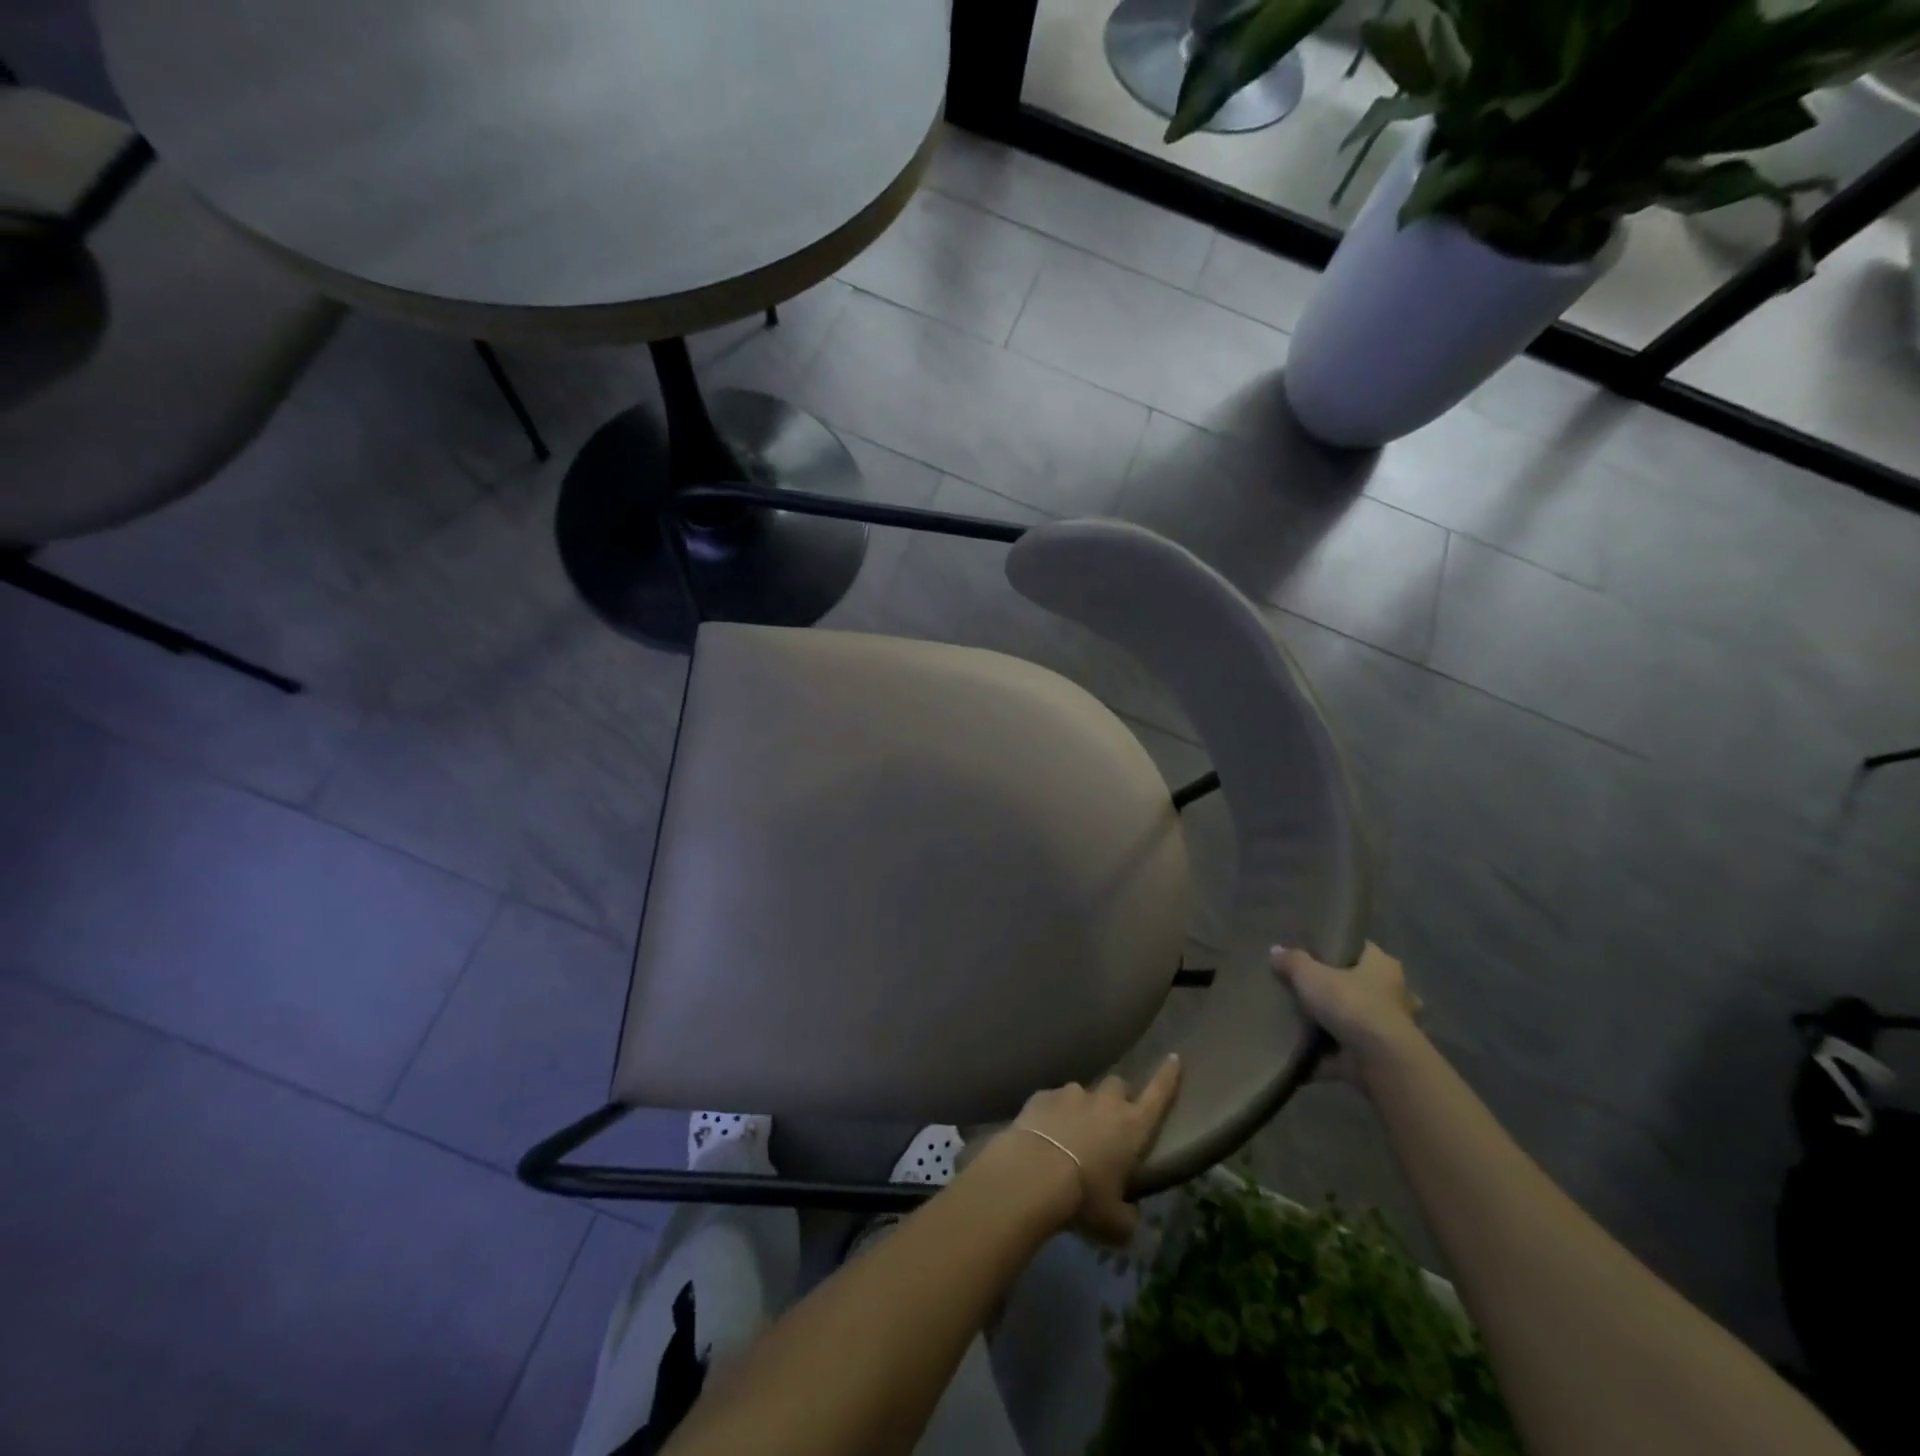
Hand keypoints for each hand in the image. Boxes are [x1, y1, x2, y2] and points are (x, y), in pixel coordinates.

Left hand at [997, 1054, 1181, 1245]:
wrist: (1033, 1173)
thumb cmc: (1084, 1198)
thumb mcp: (1115, 1223)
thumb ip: (1128, 1216)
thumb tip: (1128, 1215)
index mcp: (1132, 1126)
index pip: (1158, 1094)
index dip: (1168, 1076)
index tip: (1174, 1057)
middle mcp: (1105, 1102)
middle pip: (1118, 1086)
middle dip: (1117, 1099)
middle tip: (1109, 1124)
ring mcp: (1071, 1094)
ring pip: (1083, 1093)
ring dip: (1082, 1109)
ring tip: (1070, 1135)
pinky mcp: (1042, 1095)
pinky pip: (1052, 1100)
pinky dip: (1052, 1114)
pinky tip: (1043, 1136)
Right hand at [1271, 942, 1422, 1085]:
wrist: (1380, 1061)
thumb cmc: (1352, 1004)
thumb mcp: (1310, 974)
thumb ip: (1292, 962)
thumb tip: (1275, 951)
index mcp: (1383, 966)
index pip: (1363, 948)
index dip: (1340, 947)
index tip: (1315, 949)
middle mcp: (1394, 995)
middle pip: (1361, 985)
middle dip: (1339, 988)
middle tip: (1305, 987)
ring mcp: (1388, 1029)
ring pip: (1355, 1020)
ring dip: (1334, 1023)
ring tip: (1299, 1019)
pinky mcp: (1377, 1058)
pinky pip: (1345, 1052)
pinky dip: (1326, 1054)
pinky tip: (1300, 1050)